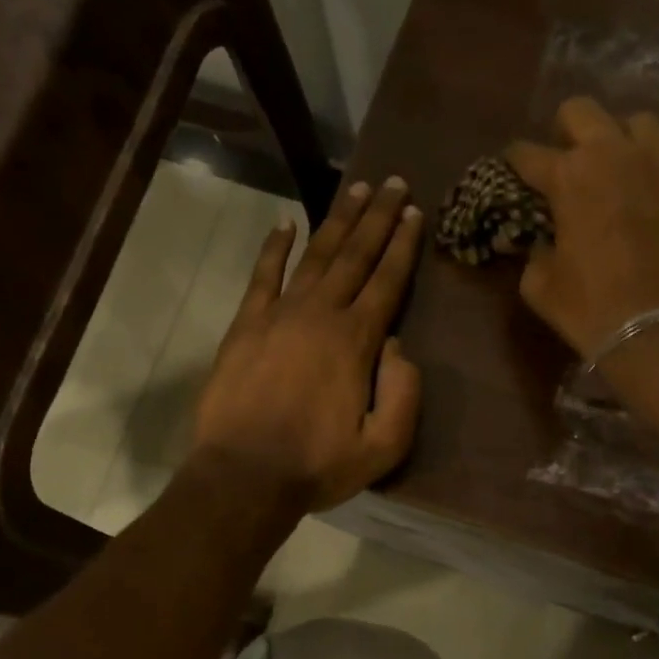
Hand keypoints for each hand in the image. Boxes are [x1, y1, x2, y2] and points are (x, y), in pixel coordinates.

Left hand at [192, 178, 423, 513]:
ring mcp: (278, 315)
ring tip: (357, 190)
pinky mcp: (246, 325)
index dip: (403, 245)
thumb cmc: (317, 465)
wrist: (244, 476)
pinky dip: (274, 248)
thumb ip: (403, 393)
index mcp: (356, 341)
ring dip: (337, 221)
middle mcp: (320, 315)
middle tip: (393, 183)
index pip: (386, 281)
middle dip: (378, 218)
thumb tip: (397, 346)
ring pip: (314, 256)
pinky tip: (285, 223)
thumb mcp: (383, 446)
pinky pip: (263, 275)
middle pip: (354, 256)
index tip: (415, 212)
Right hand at [509, 97, 658, 359]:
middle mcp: (616, 155)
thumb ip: (534, 250)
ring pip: (638, 123)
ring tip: (617, 171)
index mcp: (570, 176)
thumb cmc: (591, 309)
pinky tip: (653, 207)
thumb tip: (539, 240)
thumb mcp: (541, 285)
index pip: (527, 152)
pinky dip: (655, 179)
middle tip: (565, 161)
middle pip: (582, 110)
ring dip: (619, 141)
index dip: (514, 161)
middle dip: (565, 130)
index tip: (512, 170)